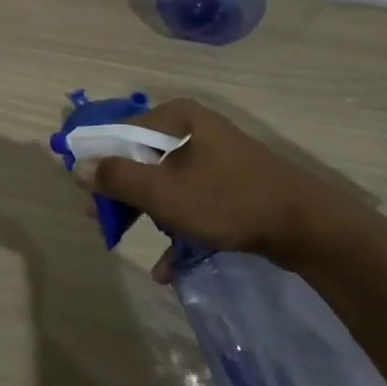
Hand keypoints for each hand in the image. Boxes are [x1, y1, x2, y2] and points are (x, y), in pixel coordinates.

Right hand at [76, 98, 362, 275]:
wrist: (309, 228)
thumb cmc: (227, 200)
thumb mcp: (164, 192)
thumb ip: (116, 178)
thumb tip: (77, 166)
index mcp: (177, 118)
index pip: (120, 131)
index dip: (97, 160)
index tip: (84, 192)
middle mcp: (194, 129)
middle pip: (141, 158)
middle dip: (120, 194)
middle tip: (102, 222)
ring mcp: (214, 158)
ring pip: (164, 183)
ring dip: (145, 214)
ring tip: (127, 242)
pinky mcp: (231, 185)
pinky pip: (191, 201)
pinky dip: (176, 229)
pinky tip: (167, 267)